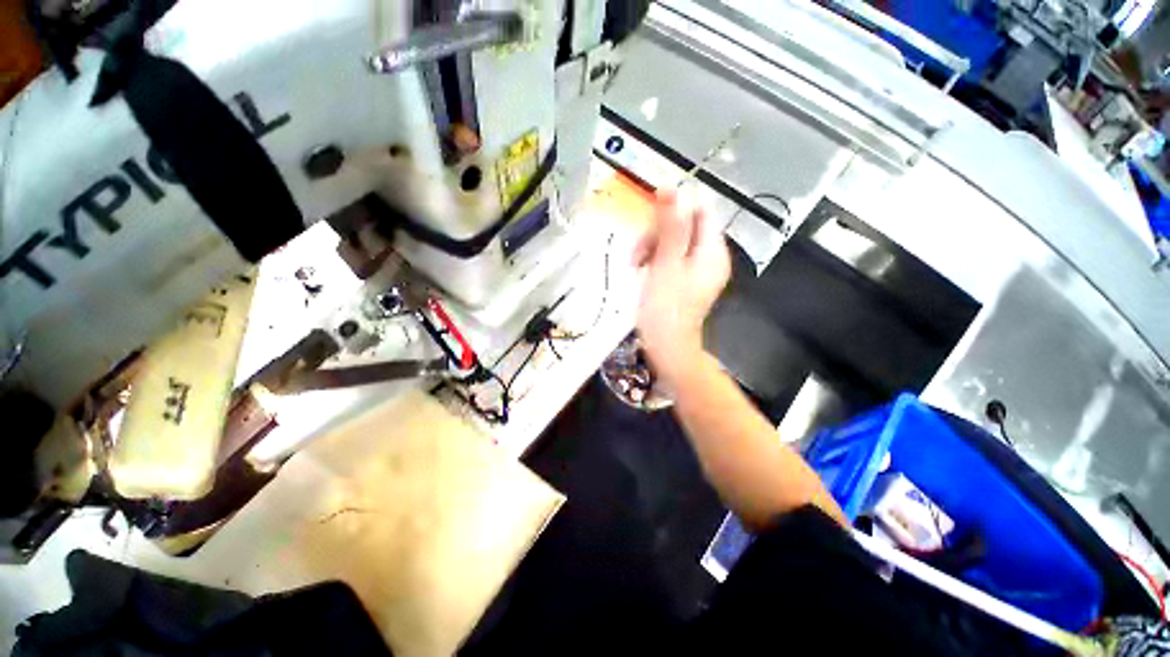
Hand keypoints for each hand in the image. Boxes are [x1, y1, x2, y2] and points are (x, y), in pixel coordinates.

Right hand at [634, 191, 729, 386]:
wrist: (666, 348)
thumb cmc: (665, 307)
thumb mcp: (665, 264)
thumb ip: (671, 226)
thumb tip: (673, 188)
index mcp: (712, 251)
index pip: (701, 211)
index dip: (676, 208)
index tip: (650, 217)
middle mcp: (710, 257)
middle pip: (685, 226)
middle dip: (658, 233)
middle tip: (637, 253)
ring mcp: (697, 271)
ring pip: (674, 242)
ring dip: (652, 247)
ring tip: (635, 265)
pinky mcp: (685, 281)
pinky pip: (671, 258)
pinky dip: (654, 260)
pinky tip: (641, 270)